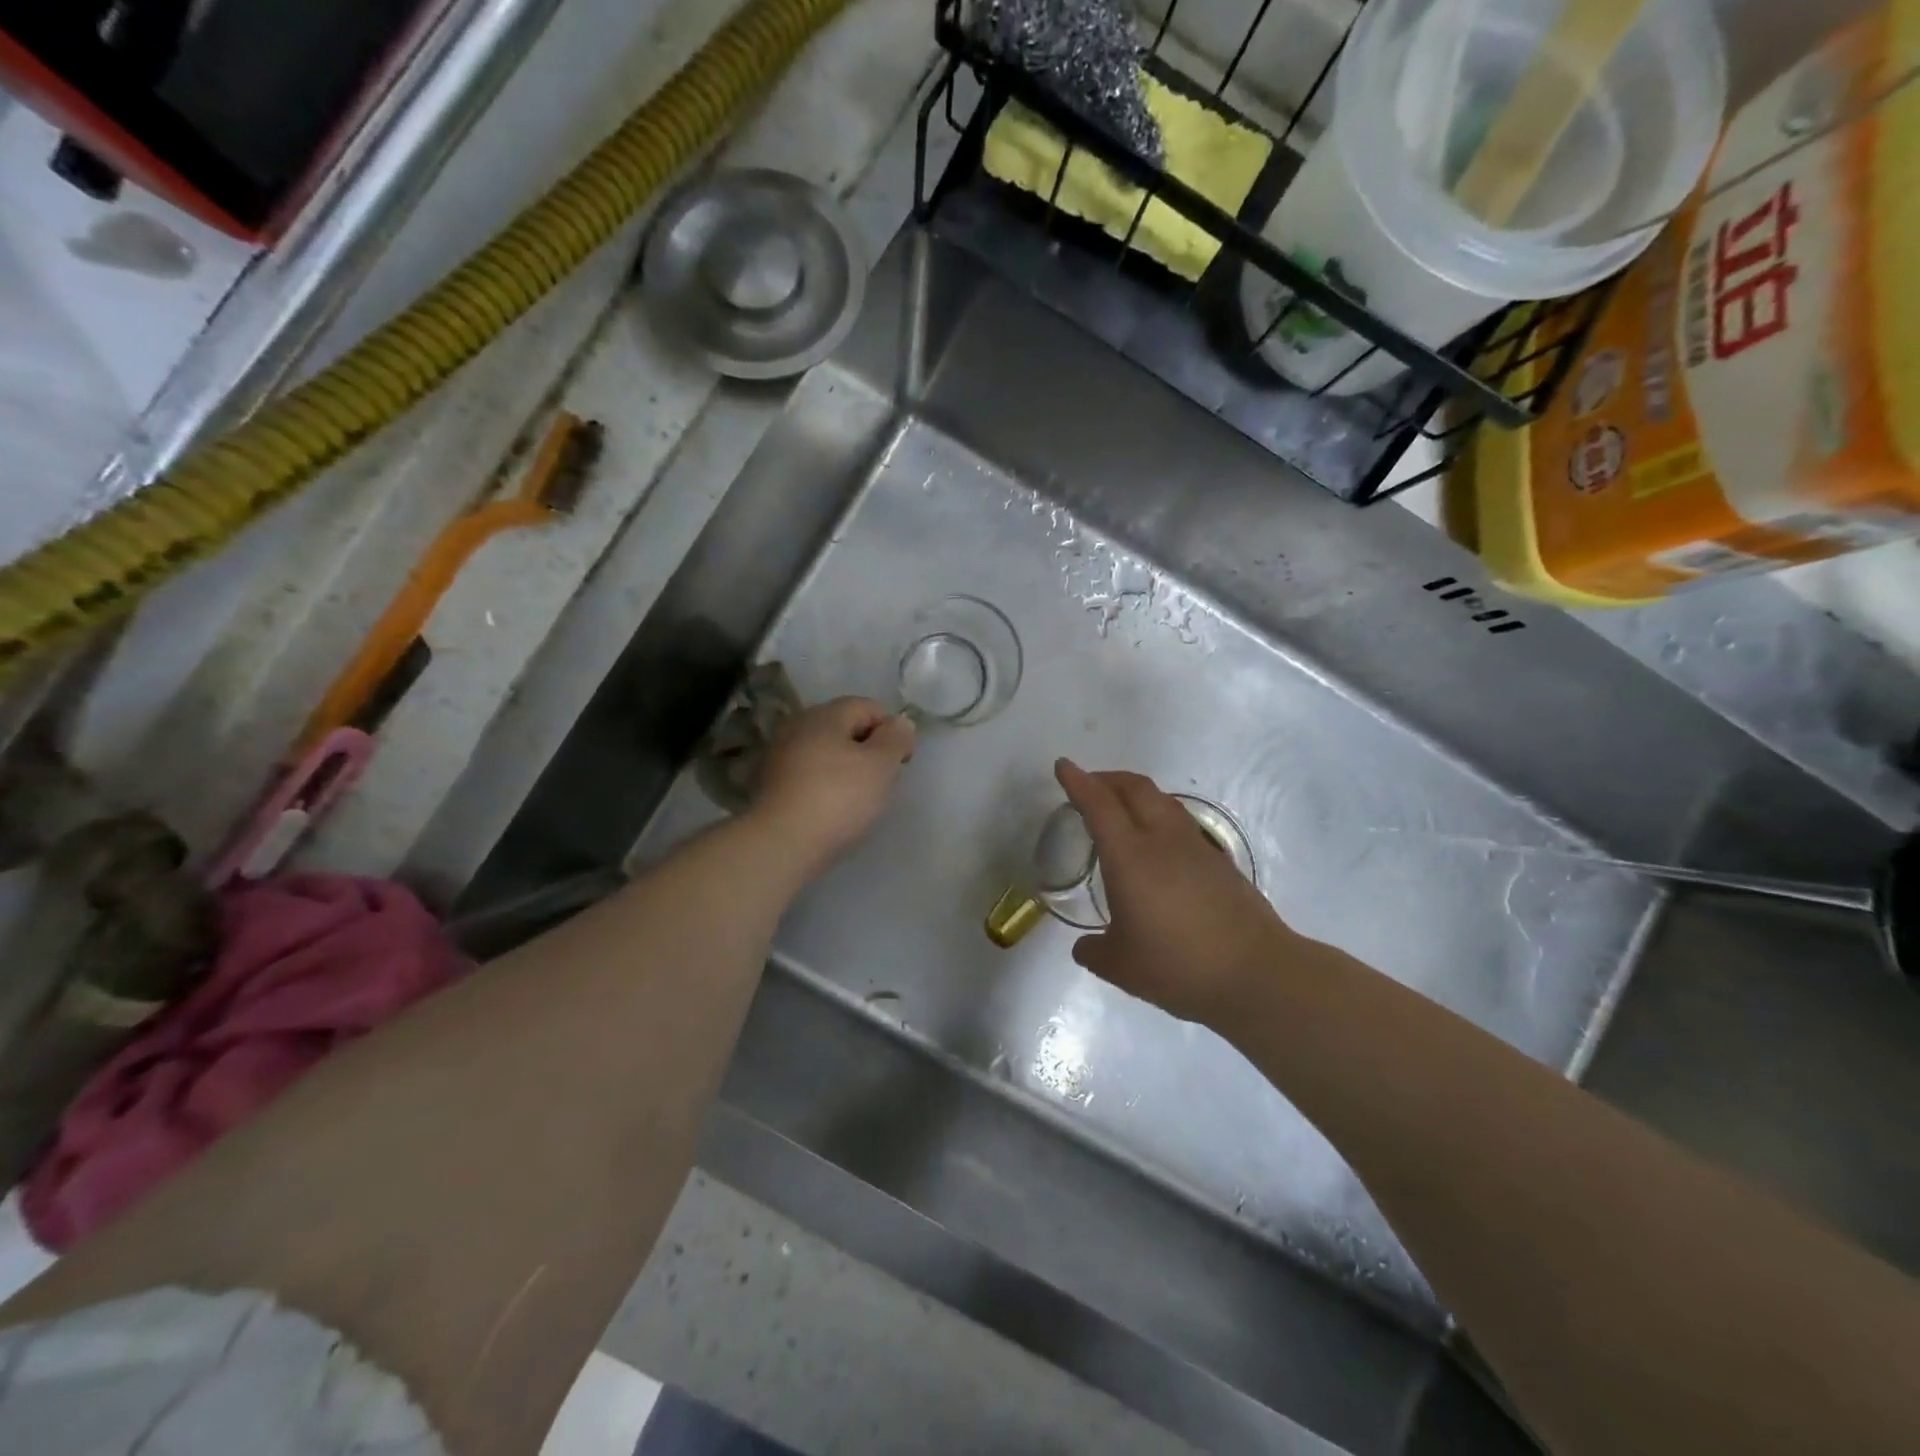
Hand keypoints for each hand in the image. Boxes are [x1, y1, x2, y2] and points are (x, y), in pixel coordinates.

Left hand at [750, 698, 915, 877]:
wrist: (782, 844)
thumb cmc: (838, 798)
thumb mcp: (881, 765)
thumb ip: (896, 738)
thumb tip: (899, 723)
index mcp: (824, 714)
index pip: (869, 707)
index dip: (892, 731)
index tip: (902, 763)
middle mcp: (797, 726)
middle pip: (845, 728)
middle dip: (868, 751)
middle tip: (882, 783)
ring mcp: (778, 755)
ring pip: (825, 753)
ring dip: (845, 770)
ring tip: (857, 801)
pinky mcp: (769, 785)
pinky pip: (808, 776)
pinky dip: (824, 786)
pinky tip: (831, 810)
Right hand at [1056, 759, 1314, 1027]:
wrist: (1256, 973)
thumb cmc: (1179, 966)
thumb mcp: (1121, 967)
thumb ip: (1094, 952)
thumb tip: (1084, 946)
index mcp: (1131, 857)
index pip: (1099, 805)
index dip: (1078, 782)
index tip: (1063, 766)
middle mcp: (1162, 840)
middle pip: (1134, 788)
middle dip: (1107, 779)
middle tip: (1088, 786)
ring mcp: (1196, 846)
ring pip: (1162, 800)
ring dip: (1135, 794)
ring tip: (1120, 809)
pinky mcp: (1218, 860)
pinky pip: (1179, 821)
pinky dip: (1157, 816)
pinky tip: (1155, 845)